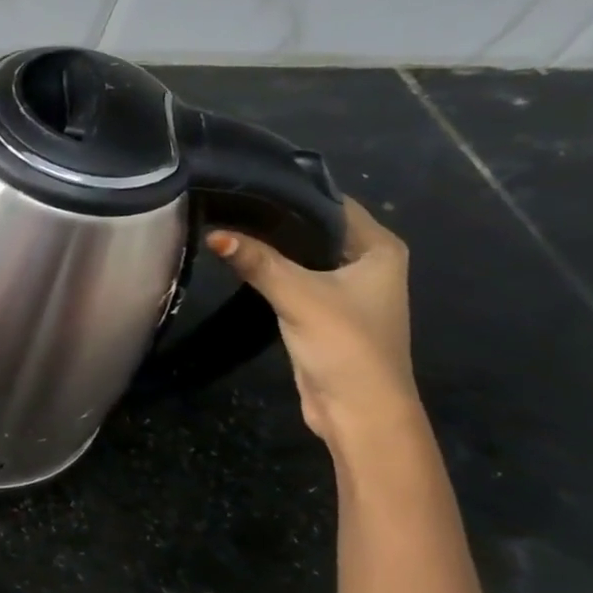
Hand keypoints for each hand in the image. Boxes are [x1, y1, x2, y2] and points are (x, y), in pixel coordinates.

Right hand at [206, 198, 418, 449]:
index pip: (333, 204)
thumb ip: (258, 263)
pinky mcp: (324, 313)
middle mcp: (368, 263)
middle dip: (276, 220)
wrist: (359, 410)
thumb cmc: (345, 344)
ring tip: (227, 226)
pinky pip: (295, 280)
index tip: (248, 183)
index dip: (293, 192)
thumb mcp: (299, 296)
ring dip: (272, 248)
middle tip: (228, 203)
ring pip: (303, 256)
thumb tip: (214, 234)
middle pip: (315, 229)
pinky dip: (272, 272)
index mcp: (379, 249)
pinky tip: (241, 263)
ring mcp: (346, 290)